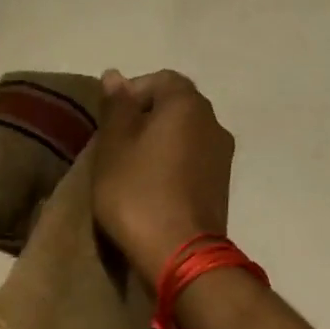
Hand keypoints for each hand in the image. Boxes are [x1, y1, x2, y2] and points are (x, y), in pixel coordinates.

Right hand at [91, 69, 235, 285]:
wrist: (179, 253)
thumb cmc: (137, 194)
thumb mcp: (113, 147)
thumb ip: (115, 107)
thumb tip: (115, 75)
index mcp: (187, 104)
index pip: (159, 79)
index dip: (130, 94)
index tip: (108, 123)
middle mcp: (213, 122)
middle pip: (175, 107)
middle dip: (144, 120)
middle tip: (115, 148)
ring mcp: (222, 156)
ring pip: (185, 137)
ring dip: (159, 146)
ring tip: (131, 171)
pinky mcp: (221, 186)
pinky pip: (192, 163)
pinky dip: (172, 167)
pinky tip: (152, 190)